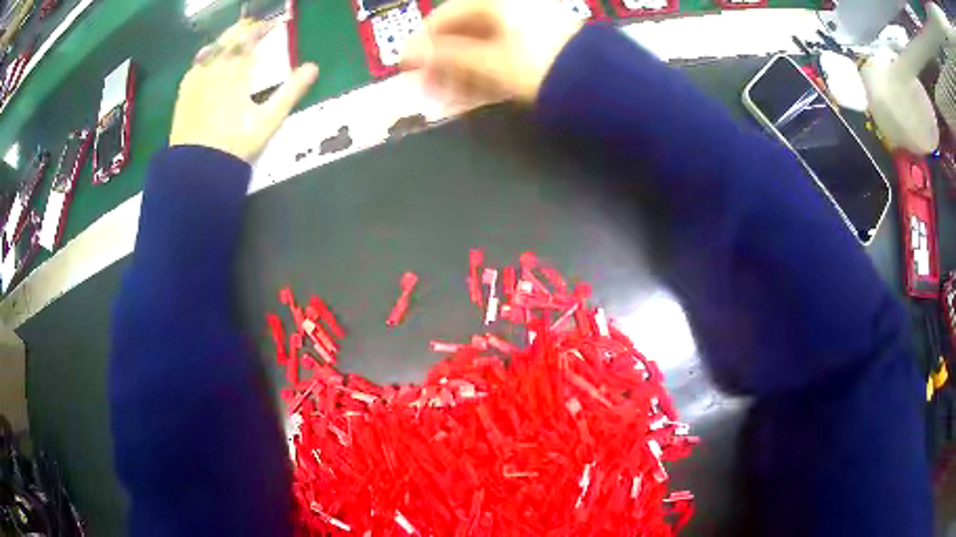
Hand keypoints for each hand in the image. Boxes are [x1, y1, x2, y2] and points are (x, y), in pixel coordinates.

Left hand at [170, 20, 319, 161]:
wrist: (198, 169)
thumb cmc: (235, 144)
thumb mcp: (269, 120)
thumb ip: (291, 91)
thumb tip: (313, 67)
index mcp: (237, 71)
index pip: (250, 38)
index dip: (262, 28)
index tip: (272, 25)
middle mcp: (216, 68)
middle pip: (230, 39)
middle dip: (243, 30)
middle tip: (253, 28)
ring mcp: (197, 80)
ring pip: (212, 49)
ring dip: (225, 40)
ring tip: (233, 40)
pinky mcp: (184, 93)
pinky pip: (195, 65)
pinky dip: (205, 56)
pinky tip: (207, 58)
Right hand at [400, 0, 581, 102]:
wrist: (600, 85)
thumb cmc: (540, 67)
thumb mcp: (489, 63)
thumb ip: (446, 57)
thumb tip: (410, 56)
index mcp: (495, 2)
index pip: (445, 15)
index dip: (421, 41)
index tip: (405, 65)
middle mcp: (509, 7)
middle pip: (462, 29)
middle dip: (441, 59)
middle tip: (426, 85)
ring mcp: (526, 23)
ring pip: (480, 42)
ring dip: (459, 67)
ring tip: (447, 93)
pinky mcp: (539, 42)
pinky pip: (500, 51)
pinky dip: (482, 68)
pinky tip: (472, 89)